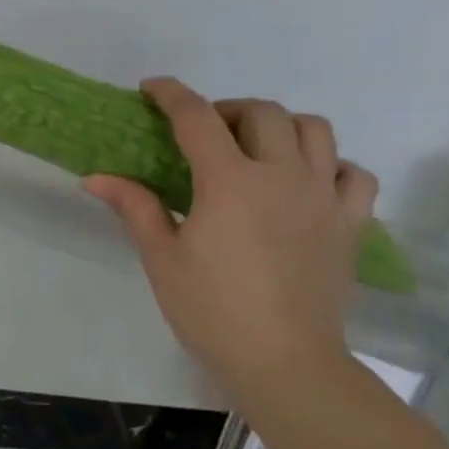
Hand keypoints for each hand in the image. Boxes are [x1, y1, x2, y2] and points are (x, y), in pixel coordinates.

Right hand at [83, 78, 377, 399]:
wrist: (283, 361)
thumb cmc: (210, 309)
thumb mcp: (161, 257)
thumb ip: (134, 206)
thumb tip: (95, 177)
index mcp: (229, 182)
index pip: (197, 119)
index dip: (172, 95)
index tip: (152, 87)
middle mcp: (282, 176)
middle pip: (262, 113)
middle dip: (226, 109)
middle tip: (202, 131)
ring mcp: (323, 197)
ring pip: (315, 130)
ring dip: (280, 126)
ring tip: (255, 148)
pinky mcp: (349, 223)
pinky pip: (352, 173)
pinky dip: (329, 164)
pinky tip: (305, 182)